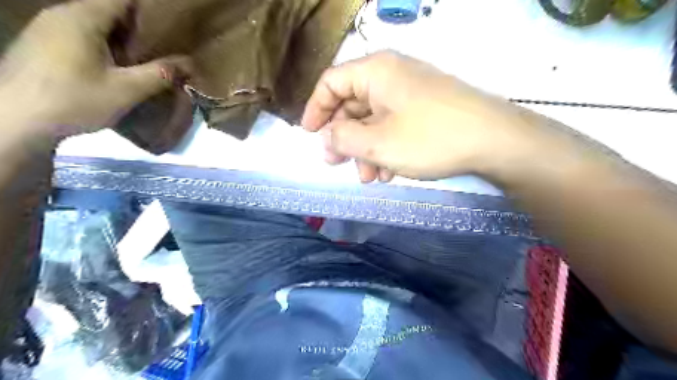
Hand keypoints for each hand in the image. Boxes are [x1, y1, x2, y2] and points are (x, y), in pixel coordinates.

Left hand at [0, 0, 188, 135]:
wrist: (15, 120)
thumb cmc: (75, 99)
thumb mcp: (126, 90)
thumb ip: (159, 74)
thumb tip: (189, 64)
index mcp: (82, 17)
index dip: (149, 12)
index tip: (170, 29)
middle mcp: (61, 14)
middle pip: (108, 11)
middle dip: (138, 29)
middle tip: (162, 49)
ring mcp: (47, 28)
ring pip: (94, 24)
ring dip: (120, 40)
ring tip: (142, 61)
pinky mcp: (41, 44)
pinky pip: (79, 36)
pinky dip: (102, 47)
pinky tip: (114, 69)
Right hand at [302, 51, 554, 182]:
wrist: (495, 141)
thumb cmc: (430, 138)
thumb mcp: (378, 143)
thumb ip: (343, 138)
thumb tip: (327, 137)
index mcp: (375, 72)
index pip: (331, 83)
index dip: (315, 109)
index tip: (309, 135)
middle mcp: (391, 75)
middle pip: (352, 104)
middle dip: (343, 138)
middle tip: (338, 164)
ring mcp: (410, 92)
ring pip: (373, 119)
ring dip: (366, 150)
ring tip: (369, 177)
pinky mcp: (425, 108)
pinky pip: (393, 125)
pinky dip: (385, 147)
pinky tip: (390, 172)